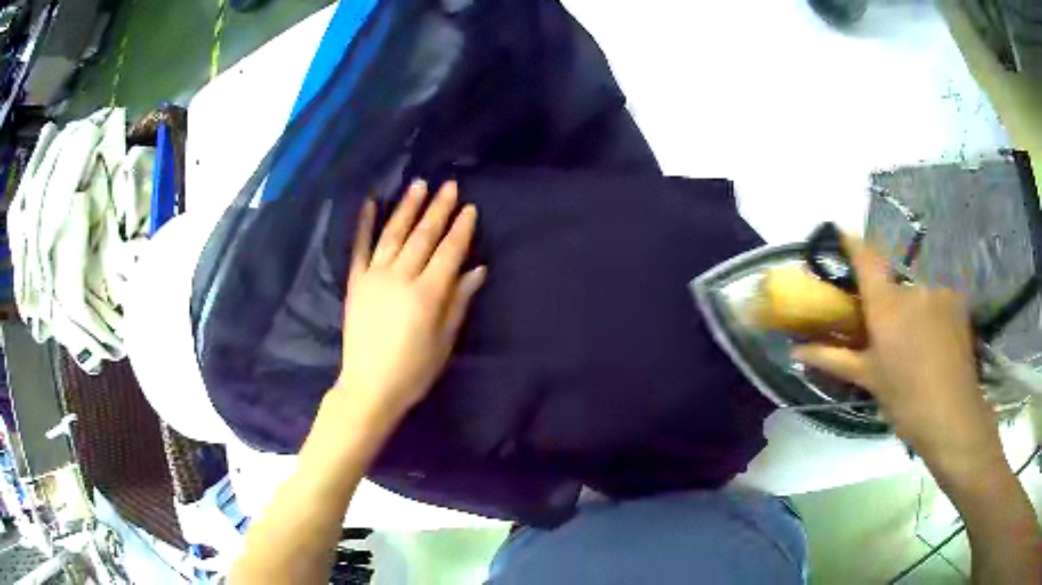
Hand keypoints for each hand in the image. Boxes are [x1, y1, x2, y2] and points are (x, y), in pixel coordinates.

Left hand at [333, 180, 484, 423]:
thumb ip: (459, 302)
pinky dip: (365, 224)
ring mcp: (374, 277)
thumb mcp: (444, 341)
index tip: (470, 208)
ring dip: (407, 208)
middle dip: (438, 209)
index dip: (461, 229)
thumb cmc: (414, 370)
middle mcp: (400, 277)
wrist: (369, 386)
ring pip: (394, 234)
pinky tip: (371, 203)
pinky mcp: (355, 283)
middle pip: (423, 237)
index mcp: (427, 294)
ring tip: (419, 185)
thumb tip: (477, 269)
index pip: (449, 252)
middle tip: (448, 186)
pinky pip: (359, 248)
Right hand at [791, 237, 1002, 478]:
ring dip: (911, 312)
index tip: (838, 234)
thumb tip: (795, 350)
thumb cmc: (906, 401)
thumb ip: (832, 358)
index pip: (865, 257)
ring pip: (916, 294)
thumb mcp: (868, 379)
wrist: (953, 416)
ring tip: (916, 347)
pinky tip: (936, 343)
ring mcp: (938, 291)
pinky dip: (931, 315)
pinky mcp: (957, 300)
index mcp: (886, 305)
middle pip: (892, 283)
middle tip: (887, 335)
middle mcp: (912, 288)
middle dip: (886, 303)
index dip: (850, 242)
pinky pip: (936, 300)